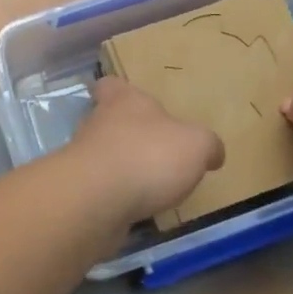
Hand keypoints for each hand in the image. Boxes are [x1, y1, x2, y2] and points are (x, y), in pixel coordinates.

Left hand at [69, 77, 224, 225]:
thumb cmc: (148, 156)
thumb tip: (213, 153)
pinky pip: (100, 188)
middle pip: (109, 121)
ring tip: (151, 186)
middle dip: (129, 135)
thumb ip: (207, 145)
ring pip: (104, 156)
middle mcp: (98, 123)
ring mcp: (83, 158)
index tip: (133, 102)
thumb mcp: (196, 145)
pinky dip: (116, 196)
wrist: (96, 200)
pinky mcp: (79, 190)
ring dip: (123, 168)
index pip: (112, 85)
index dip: (121, 92)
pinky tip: (136, 209)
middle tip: (156, 153)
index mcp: (124, 100)